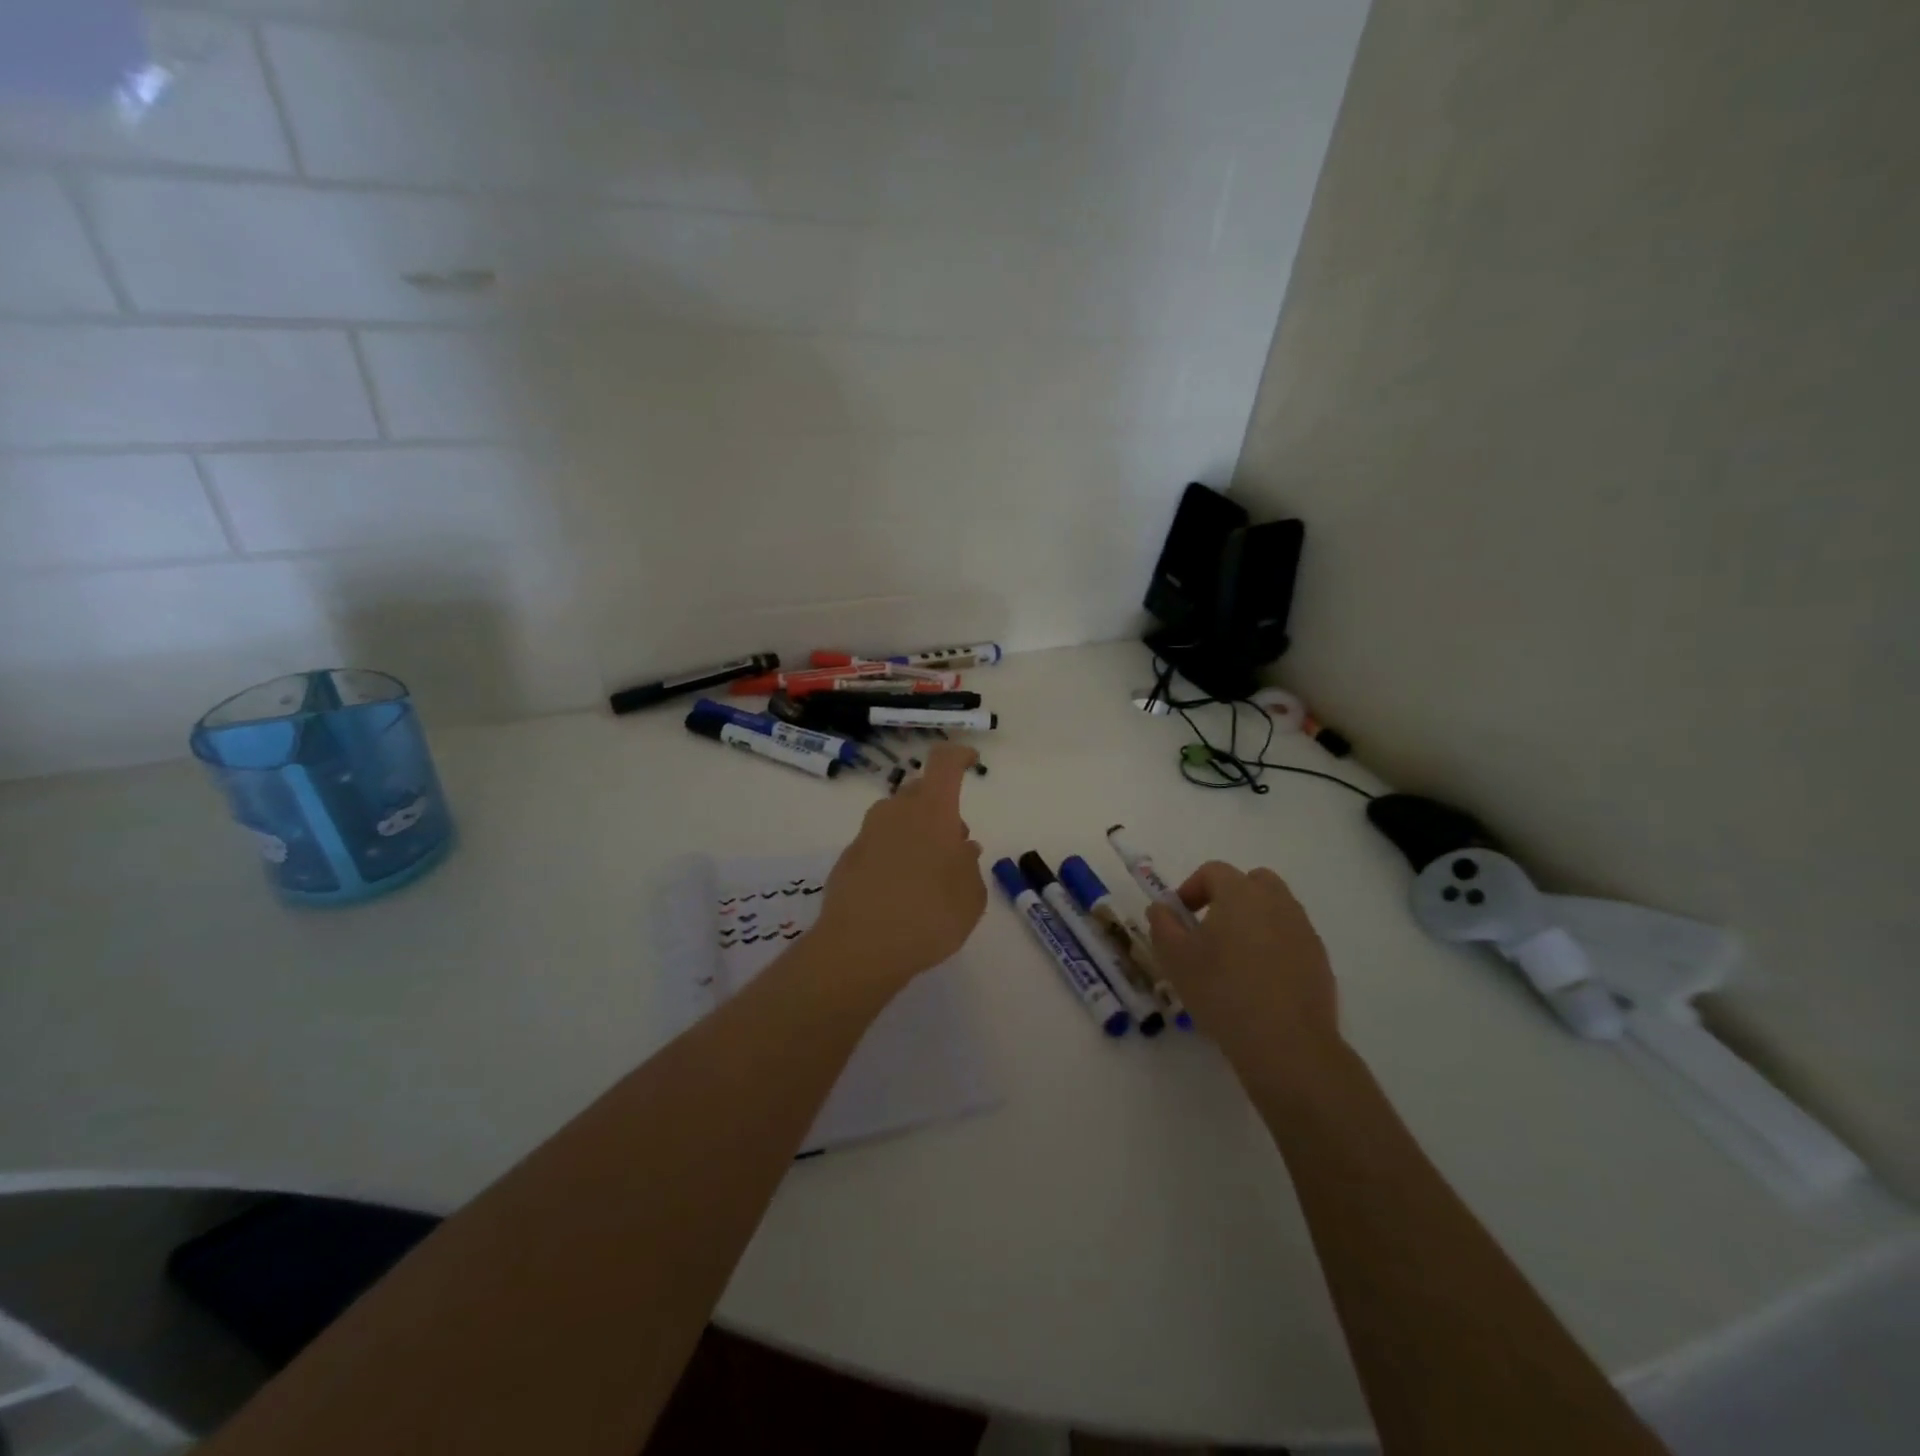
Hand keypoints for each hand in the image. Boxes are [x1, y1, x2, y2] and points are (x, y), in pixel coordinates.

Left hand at [814, 744, 986, 993]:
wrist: (860, 948)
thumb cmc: (930, 916)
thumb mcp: (971, 897)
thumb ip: (969, 866)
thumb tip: (961, 848)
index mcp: (932, 811)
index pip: (944, 763)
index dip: (959, 755)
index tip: (971, 761)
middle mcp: (896, 812)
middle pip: (920, 791)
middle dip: (939, 807)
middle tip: (953, 842)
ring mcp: (867, 834)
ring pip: (897, 817)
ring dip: (915, 832)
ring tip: (928, 872)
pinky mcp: (847, 858)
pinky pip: (878, 844)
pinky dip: (892, 855)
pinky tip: (899, 891)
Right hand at [1146, 862, 1338, 1056]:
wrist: (1286, 1043)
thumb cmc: (1221, 991)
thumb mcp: (1174, 958)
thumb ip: (1162, 924)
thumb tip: (1162, 908)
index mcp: (1240, 893)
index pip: (1213, 871)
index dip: (1191, 888)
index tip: (1179, 917)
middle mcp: (1277, 902)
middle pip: (1253, 882)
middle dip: (1229, 896)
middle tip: (1210, 928)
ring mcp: (1303, 930)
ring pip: (1275, 909)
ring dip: (1253, 921)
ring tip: (1234, 958)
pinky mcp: (1320, 960)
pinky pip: (1291, 938)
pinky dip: (1273, 946)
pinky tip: (1259, 981)